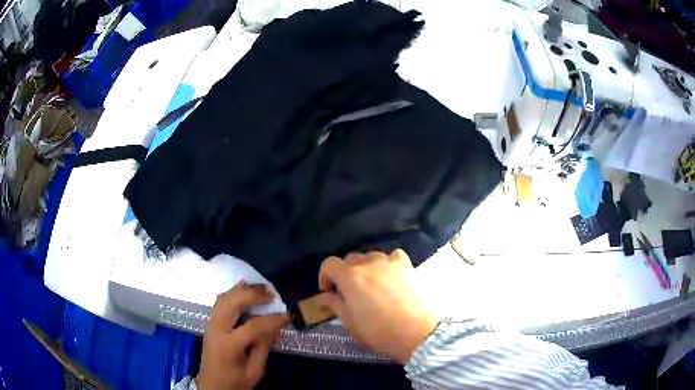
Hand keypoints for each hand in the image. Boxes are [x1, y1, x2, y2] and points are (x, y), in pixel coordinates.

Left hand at [196, 281, 289, 389]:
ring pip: (223, 299)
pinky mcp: (210, 324)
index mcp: (229, 345)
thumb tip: (276, 327)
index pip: (253, 326)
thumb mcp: (255, 370)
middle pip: (232, 303)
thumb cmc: (235, 382)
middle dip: (252, 295)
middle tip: (270, 293)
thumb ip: (264, 347)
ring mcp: (211, 325)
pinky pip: (219, 303)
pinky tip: (242, 288)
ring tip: (259, 287)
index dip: (272, 320)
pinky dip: (231, 293)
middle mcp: (217, 330)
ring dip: (241, 290)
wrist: (212, 386)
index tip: (287, 316)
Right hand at [316, 249, 436, 363]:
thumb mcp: (350, 324)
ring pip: (371, 256)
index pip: (329, 264)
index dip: (324, 276)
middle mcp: (368, 264)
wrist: (417, 333)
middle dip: (345, 273)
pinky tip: (391, 276)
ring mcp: (389, 263)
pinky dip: (388, 263)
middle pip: (350, 259)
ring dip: (366, 268)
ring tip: (372, 284)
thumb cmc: (379, 333)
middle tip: (349, 291)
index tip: (328, 291)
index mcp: (349, 277)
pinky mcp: (407, 266)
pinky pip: (393, 256)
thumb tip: (323, 297)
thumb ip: (335, 305)